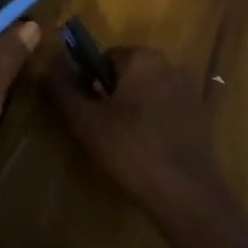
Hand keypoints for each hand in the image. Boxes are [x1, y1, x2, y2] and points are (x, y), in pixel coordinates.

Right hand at [44, 48, 227, 219]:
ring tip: (124, 142)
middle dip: (112, 95)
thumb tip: (47, 67)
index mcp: (142, 58)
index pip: (104, 57)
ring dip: (133, 108)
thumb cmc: (129, 148)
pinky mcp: (200, 114)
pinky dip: (154, 121)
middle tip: (102, 128)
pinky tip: (148, 148)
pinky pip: (166, 109)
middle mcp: (169, 65)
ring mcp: (189, 89)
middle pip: (128, 73)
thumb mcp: (85, 120)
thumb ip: (62, 89)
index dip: (90, 83)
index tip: (87, 111)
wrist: (184, 190)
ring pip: (147, 91)